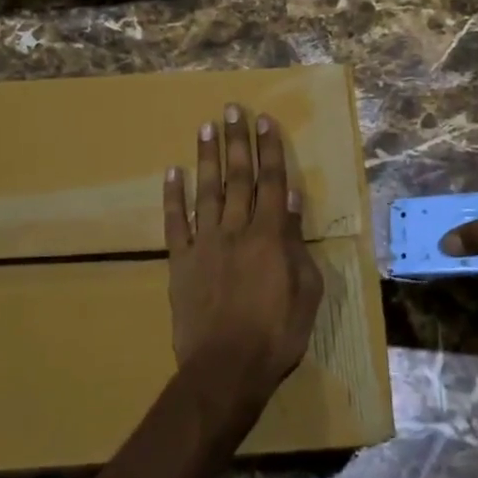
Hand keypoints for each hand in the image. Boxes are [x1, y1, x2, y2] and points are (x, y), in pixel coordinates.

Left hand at [164, 104, 324, 417]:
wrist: (226, 368)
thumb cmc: (277, 335)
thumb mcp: (305, 291)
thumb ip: (297, 244)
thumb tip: (292, 201)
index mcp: (270, 236)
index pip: (272, 183)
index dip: (270, 150)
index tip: (264, 121)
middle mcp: (236, 230)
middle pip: (238, 177)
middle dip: (237, 141)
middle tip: (232, 109)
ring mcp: (204, 244)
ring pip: (206, 191)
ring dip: (206, 157)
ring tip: (206, 127)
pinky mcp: (180, 261)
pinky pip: (175, 223)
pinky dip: (173, 197)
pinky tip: (172, 172)